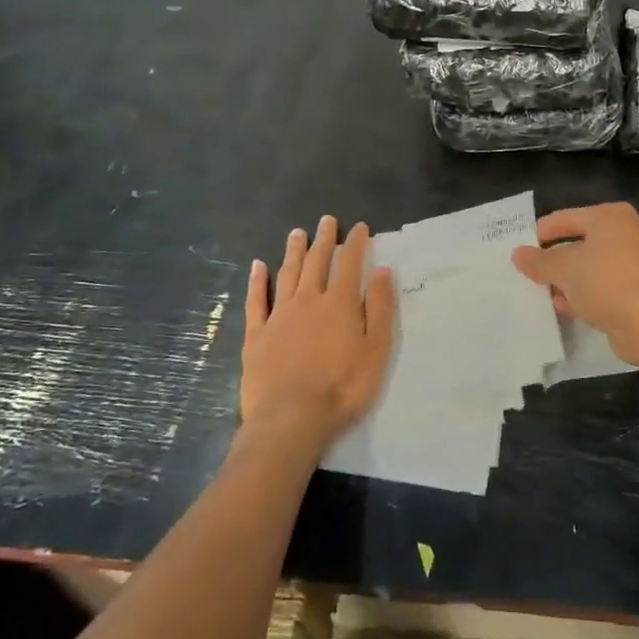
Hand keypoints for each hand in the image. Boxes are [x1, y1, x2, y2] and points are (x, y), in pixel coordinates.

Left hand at [242, 216, 394, 450]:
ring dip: (293, 252)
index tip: (359, 227)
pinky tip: (258, 266)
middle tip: (326, 221)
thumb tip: (382, 271)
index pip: (350, 264)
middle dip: (324, 240)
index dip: (355, 244)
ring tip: (297, 233)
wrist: (291, 418)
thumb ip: (380, 309)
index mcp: (340, 304)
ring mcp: (279, 316)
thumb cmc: (342, 387)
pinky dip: (257, 281)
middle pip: (317, 263)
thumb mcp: (376, 350)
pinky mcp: (256, 336)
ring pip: (287, 274)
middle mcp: (308, 301)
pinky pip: (256, 301)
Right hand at [512, 202, 638, 356]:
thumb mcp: (563, 269)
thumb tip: (518, 254)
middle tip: (536, 272)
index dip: (543, 233)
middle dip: (559, 259)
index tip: (523, 249)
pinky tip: (571, 307)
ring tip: (550, 294)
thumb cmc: (604, 282)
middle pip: (585, 241)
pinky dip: (592, 292)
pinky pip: (612, 284)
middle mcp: (633, 231)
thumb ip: (538, 260)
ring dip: (574, 279)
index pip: (568, 218)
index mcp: (613, 216)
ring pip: (599, 265)